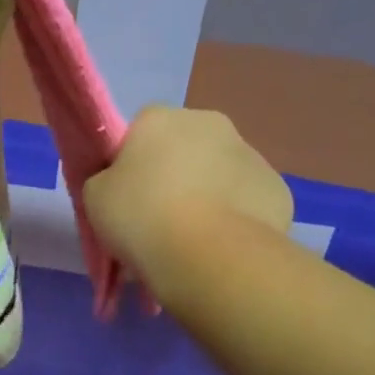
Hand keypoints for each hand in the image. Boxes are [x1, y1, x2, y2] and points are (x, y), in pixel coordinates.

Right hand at [85, 106, 293, 286]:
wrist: (211, 257)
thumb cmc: (142, 216)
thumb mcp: (95, 196)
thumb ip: (106, 179)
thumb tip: (124, 183)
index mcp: (159, 117)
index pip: (139, 132)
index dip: (131, 163)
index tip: (126, 196)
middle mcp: (209, 123)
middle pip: (184, 148)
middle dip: (174, 175)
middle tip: (157, 218)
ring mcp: (251, 154)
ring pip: (219, 173)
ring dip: (207, 195)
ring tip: (192, 240)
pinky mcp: (279, 190)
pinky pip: (247, 201)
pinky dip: (236, 218)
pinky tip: (222, 247)